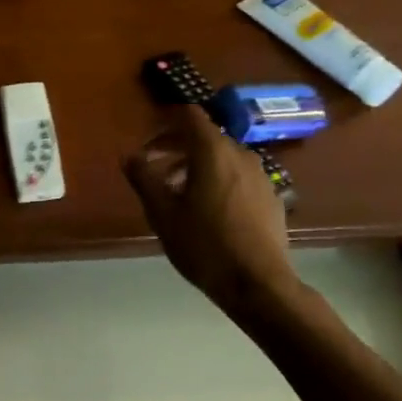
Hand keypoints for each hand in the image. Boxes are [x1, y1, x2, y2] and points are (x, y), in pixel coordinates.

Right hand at [123, 105, 296, 305]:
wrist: (258, 284)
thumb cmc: (204, 245)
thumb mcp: (162, 213)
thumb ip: (143, 178)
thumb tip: (129, 156)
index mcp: (212, 151)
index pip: (190, 116)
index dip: (166, 123)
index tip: (148, 143)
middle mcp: (241, 154)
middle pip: (205, 137)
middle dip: (177, 149)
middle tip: (155, 172)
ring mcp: (261, 176)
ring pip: (223, 158)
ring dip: (198, 167)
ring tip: (178, 195)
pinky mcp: (271, 198)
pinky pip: (239, 177)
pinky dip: (220, 182)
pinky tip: (209, 212)